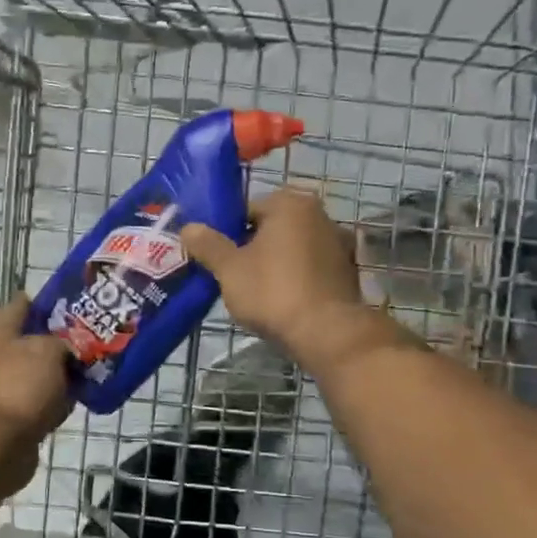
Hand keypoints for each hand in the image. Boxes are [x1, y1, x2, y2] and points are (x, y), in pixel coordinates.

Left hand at [0, 296, 71, 499]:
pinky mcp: (7, 413)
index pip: (26, 303)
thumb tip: (65, 348)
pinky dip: (52, 401)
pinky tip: (73, 403)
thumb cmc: (19, 387)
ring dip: (59, 375)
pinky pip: (36, 399)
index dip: (54, 304)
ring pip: (37, 371)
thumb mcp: (48, 350)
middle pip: (32, 339)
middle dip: (61, 343)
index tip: (82, 310)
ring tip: (91, 374)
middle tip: (92, 345)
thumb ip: (62, 341)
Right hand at [181, 188, 411, 370]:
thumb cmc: (273, 292)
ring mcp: (338, 243)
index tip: (215, 256)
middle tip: (231, 274)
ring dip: (274, 262)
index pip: (246, 208)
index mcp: (289, 204)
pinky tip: (282, 300)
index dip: (225, 232)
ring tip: (255, 291)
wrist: (326, 333)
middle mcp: (319, 214)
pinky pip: (310, 267)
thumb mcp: (229, 269)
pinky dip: (295, 277)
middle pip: (271, 227)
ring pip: (291, 248)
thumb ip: (208, 245)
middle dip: (251, 246)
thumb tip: (188, 228)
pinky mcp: (347, 271)